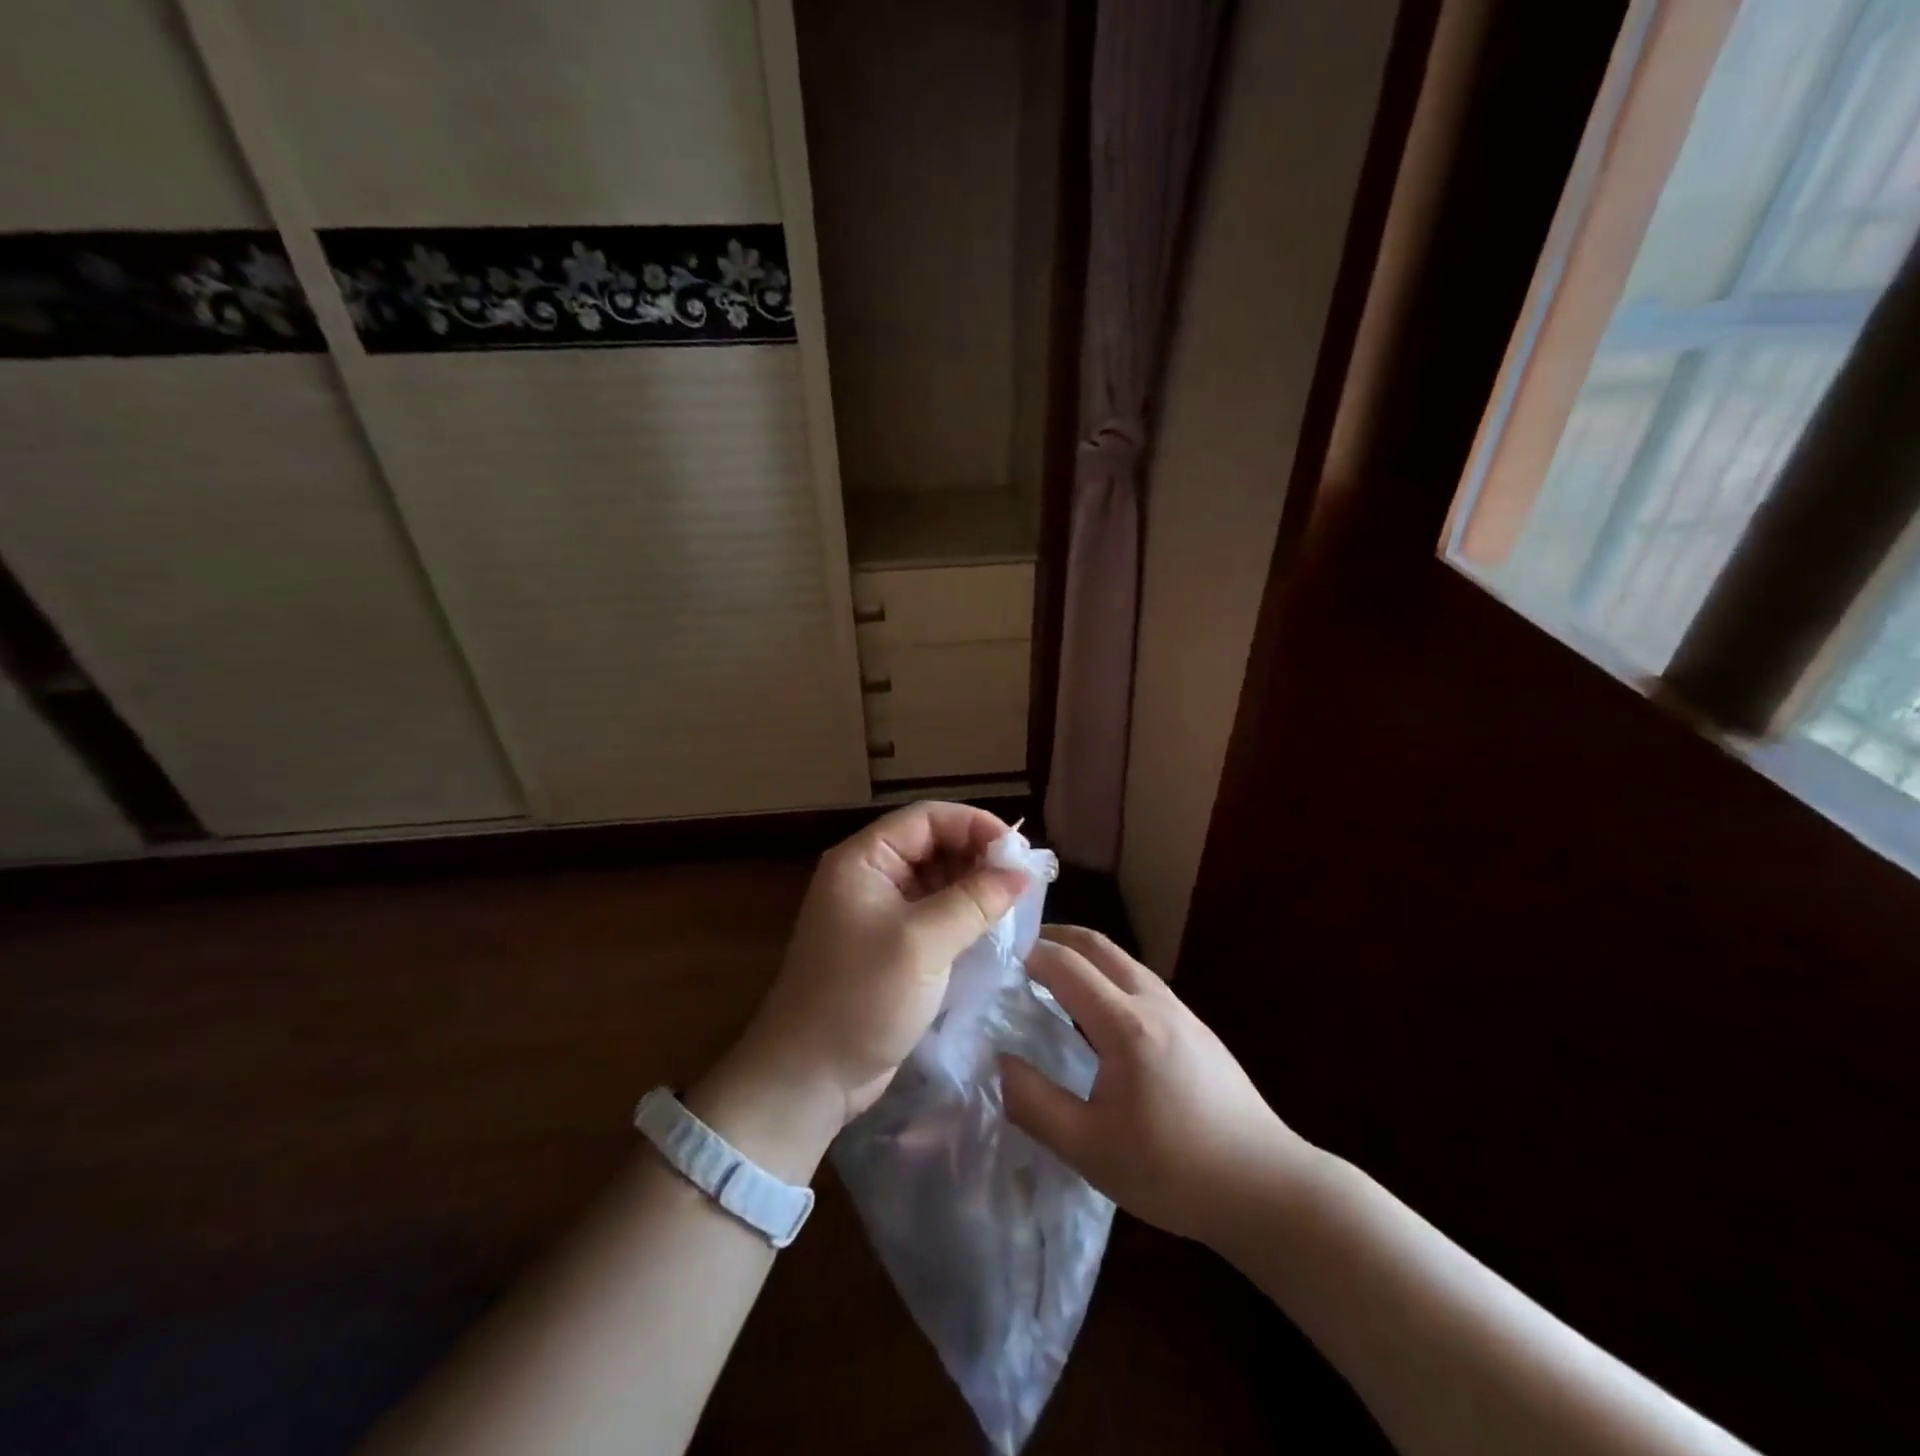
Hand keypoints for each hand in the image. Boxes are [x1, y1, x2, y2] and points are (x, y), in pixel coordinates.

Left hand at [704, 803, 1029, 1164]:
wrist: (810, 1076)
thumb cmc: (861, 998)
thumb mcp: (922, 944)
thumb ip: (974, 901)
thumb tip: (1021, 871)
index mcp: (864, 860)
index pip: (926, 818)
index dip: (973, 824)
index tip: (1018, 848)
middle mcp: (870, 876)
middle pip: (932, 844)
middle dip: (977, 854)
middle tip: (1023, 876)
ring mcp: (880, 912)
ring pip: (937, 879)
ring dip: (974, 884)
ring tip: (1016, 898)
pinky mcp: (892, 945)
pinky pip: (935, 913)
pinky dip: (964, 913)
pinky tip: (994, 924)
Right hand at [1000, 926, 1315, 1244]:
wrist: (1268, 1188)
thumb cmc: (1174, 1171)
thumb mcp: (1089, 1149)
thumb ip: (1035, 1103)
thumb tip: (999, 1061)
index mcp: (1126, 1024)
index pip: (1066, 964)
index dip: (1028, 954)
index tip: (995, 958)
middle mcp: (1154, 1002)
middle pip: (1098, 945)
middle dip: (1055, 937)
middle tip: (1019, 951)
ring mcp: (1181, 1011)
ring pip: (1123, 960)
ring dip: (1083, 954)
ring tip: (1051, 975)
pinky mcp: (1196, 1028)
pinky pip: (1141, 981)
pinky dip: (1107, 974)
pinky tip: (1098, 1011)